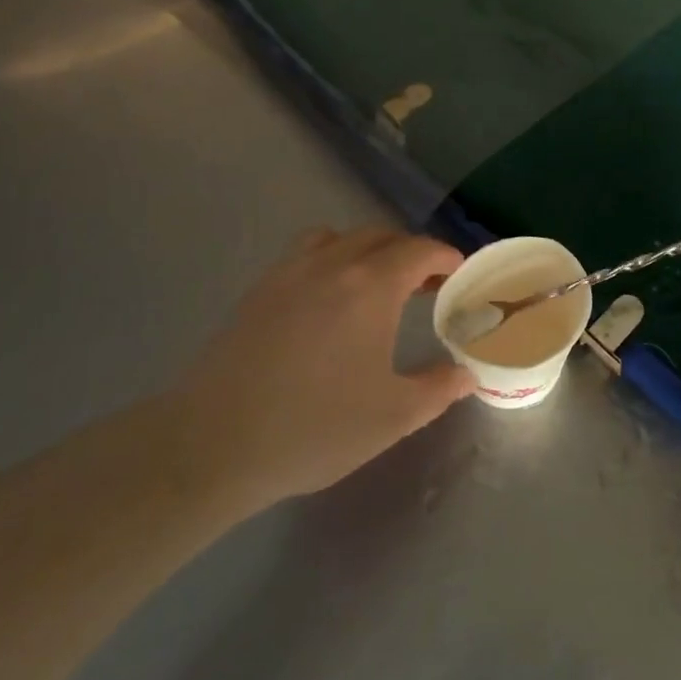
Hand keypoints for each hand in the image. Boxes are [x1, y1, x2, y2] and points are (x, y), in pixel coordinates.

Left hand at [165, 227, 471, 510]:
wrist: (214, 444)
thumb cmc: (315, 427)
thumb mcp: (394, 416)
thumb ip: (439, 388)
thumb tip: (466, 374)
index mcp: (370, 286)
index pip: (417, 250)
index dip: (444, 256)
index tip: (458, 272)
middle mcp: (330, 265)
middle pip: (379, 236)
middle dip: (409, 251)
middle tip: (426, 283)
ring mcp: (287, 274)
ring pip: (336, 238)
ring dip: (365, 250)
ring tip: (375, 284)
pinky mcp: (256, 293)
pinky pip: (303, 255)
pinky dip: (328, 260)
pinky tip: (327, 302)